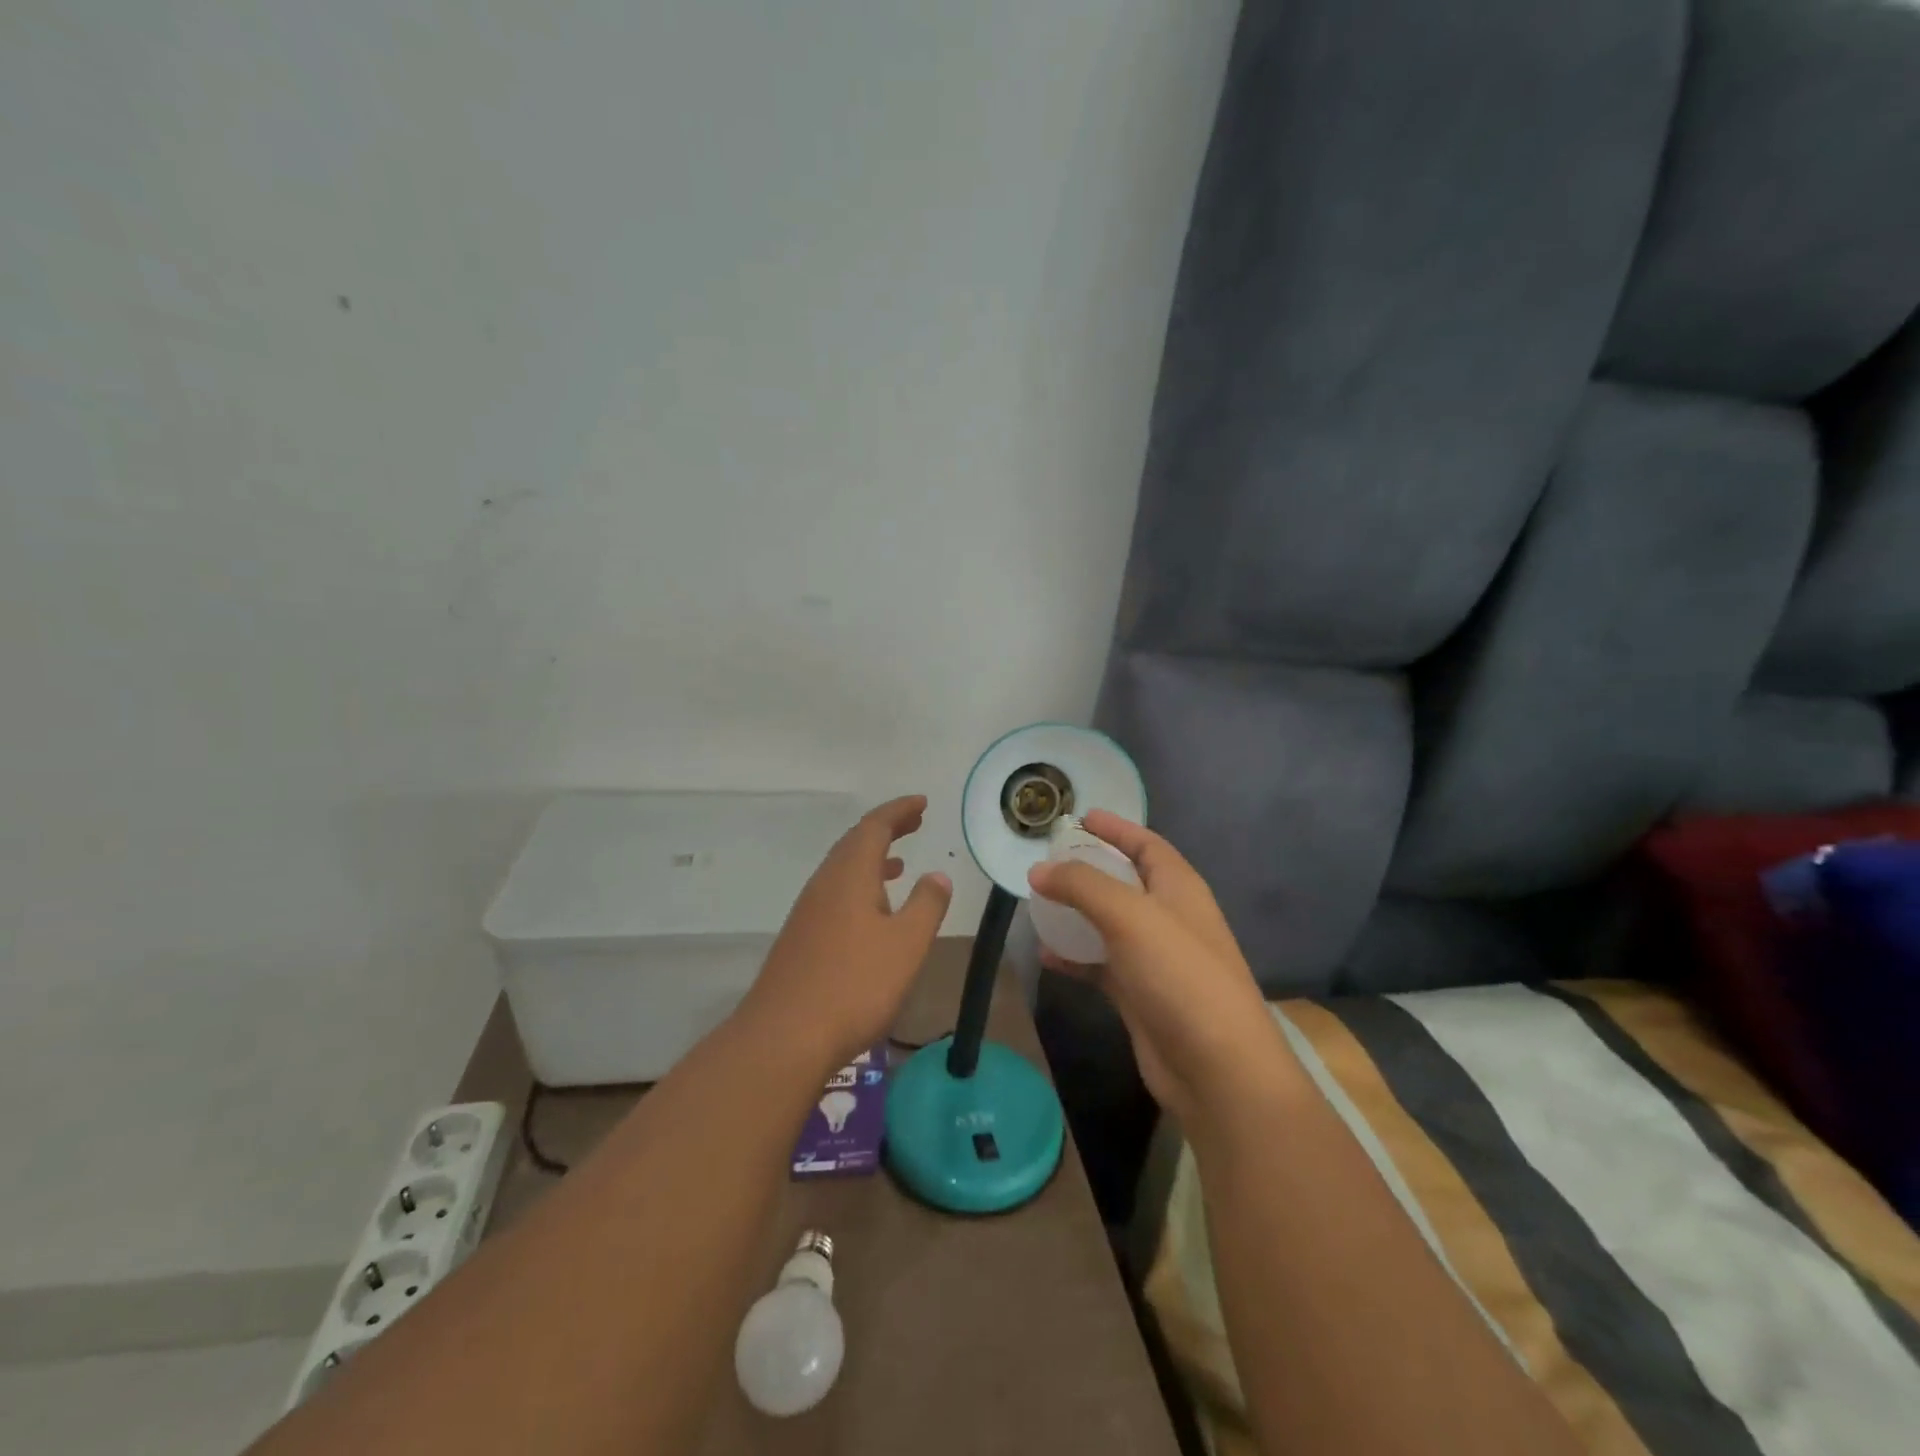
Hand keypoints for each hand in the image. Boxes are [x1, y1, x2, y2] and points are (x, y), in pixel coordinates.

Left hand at [737, 795, 951, 1071]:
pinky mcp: (801, 938)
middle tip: (914, 822)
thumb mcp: (906, 945)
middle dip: (886, 829)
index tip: (922, 803)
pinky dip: (859, 886)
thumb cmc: (855, 985)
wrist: (784, 1037)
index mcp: (849, 875)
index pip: (874, 827)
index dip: (899, 811)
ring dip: (872, 859)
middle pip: (855, 843)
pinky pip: (835, 894)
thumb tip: (937, 876)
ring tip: (898, 864)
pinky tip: (872, 914)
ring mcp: (808, 912)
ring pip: (843, 870)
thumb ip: (926, 906)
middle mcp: (825, 885)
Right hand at [1026, 811, 1291, 1123]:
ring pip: (1109, 924)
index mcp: (1179, 888)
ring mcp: (1155, 958)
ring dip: (1077, 913)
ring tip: (1038, 904)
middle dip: (1090, 870)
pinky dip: (1076, 958)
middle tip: (1049, 862)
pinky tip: (1047, 956)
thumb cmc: (1179, 976)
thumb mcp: (1130, 917)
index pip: (1146, 845)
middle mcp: (1169, 917)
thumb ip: (1083, 886)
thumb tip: (1039, 870)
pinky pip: (1101, 964)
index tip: (1080, 817)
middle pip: (1126, 881)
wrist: (1216, 1067)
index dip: (1116, 828)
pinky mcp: (1140, 994)